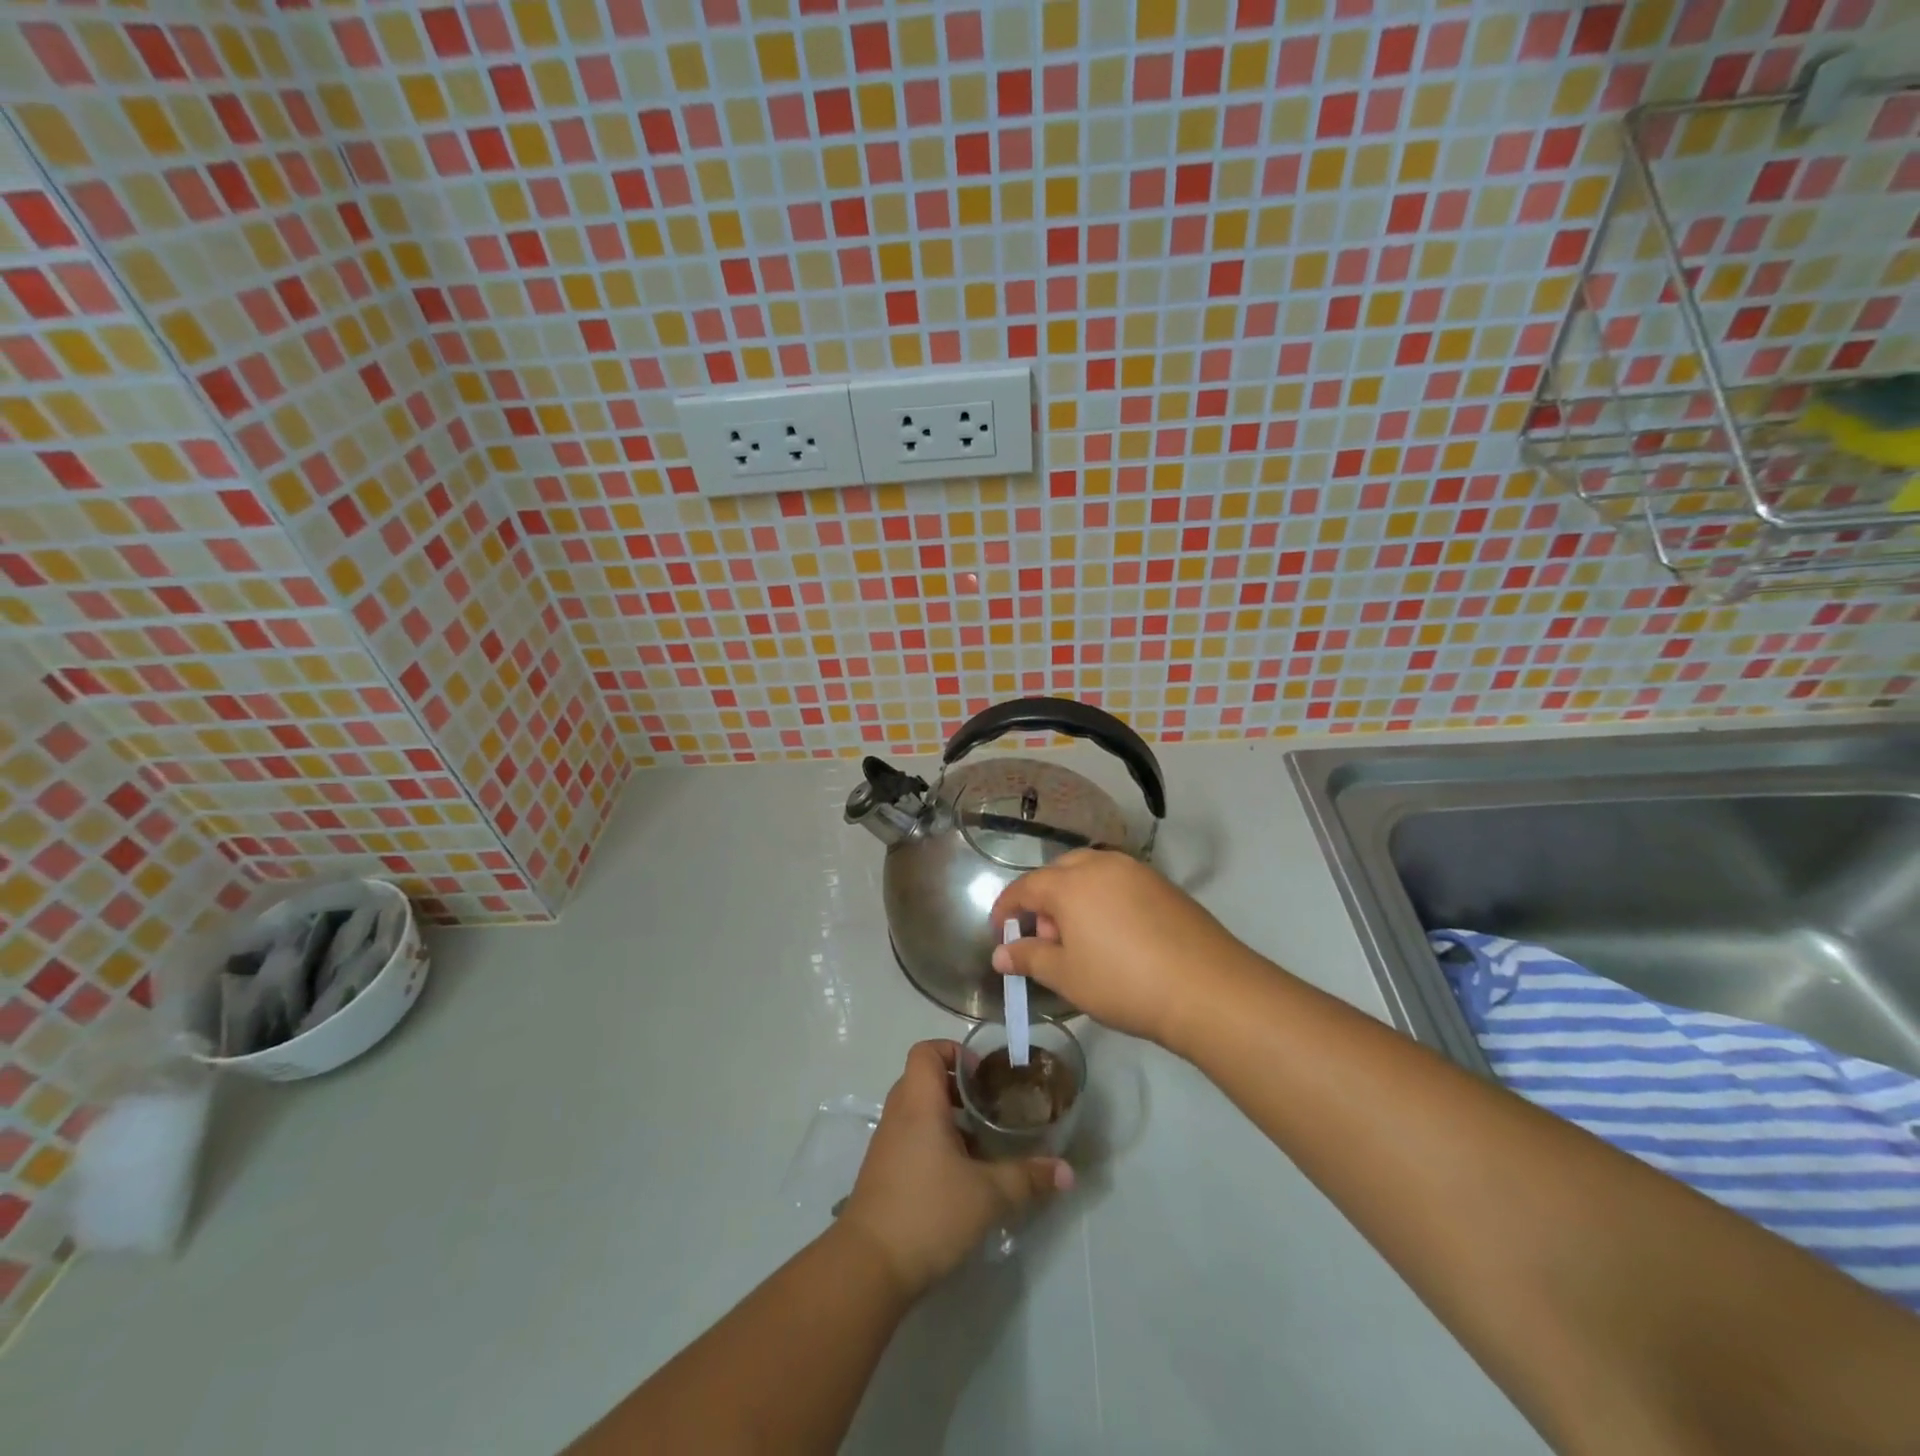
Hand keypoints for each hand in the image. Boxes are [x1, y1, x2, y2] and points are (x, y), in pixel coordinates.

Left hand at [839, 1040, 1072, 1299]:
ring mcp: (887, 1143)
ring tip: (982, 1141)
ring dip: (947, 1118)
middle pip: (924, 1079)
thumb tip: (1067, 1172)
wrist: (869, 1266)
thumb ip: (1028, 1178)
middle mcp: (898, 1114)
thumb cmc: (928, 1211)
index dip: (953, 1052)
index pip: (926, 1051)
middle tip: (990, 1106)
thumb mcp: (988, 1194)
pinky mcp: (883, 1171)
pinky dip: (934, 1143)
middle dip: (958, 1087)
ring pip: (917, 1111)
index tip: (982, 1076)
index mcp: (919, 1102)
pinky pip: (910, 1138)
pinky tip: (961, 1175)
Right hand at [990, 849, 1263, 1048]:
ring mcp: (1137, 871)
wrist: (1206, 988)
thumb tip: (1001, 953)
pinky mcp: (1163, 885)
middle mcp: (1101, 865)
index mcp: (1071, 883)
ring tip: (1081, 940)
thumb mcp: (1067, 976)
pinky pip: (1119, 882)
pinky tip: (1115, 936)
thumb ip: (1029, 958)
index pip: (1025, 887)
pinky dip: (1104, 900)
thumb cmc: (1123, 983)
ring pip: (1091, 873)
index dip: (1007, 909)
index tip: (1000, 932)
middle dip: (1044, 901)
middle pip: (1059, 873)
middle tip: (1047, 940)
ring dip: (1075, 898)